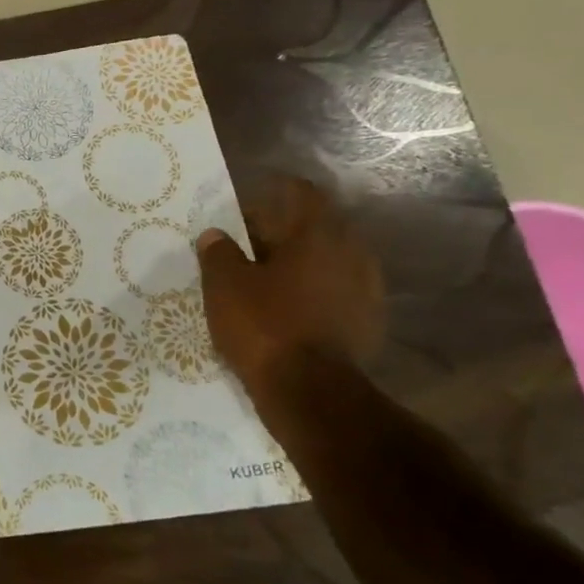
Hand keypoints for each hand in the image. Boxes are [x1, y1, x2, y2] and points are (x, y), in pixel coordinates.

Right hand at [197, 176, 383, 395]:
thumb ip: (219, 253)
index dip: (277, 190)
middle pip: (315, 228)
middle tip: (245, 243)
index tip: (251, 198)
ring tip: (262, 278)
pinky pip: (334, 292)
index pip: (303, 194)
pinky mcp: (366, 322)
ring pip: (326, 262)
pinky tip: (284, 308)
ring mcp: (365, 290)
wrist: (310, 392)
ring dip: (297, 264)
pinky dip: (310, 292)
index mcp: (318, 235)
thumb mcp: (224, 285)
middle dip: (281, 231)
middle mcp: (351, 254)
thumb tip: (216, 235)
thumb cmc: (264, 325)